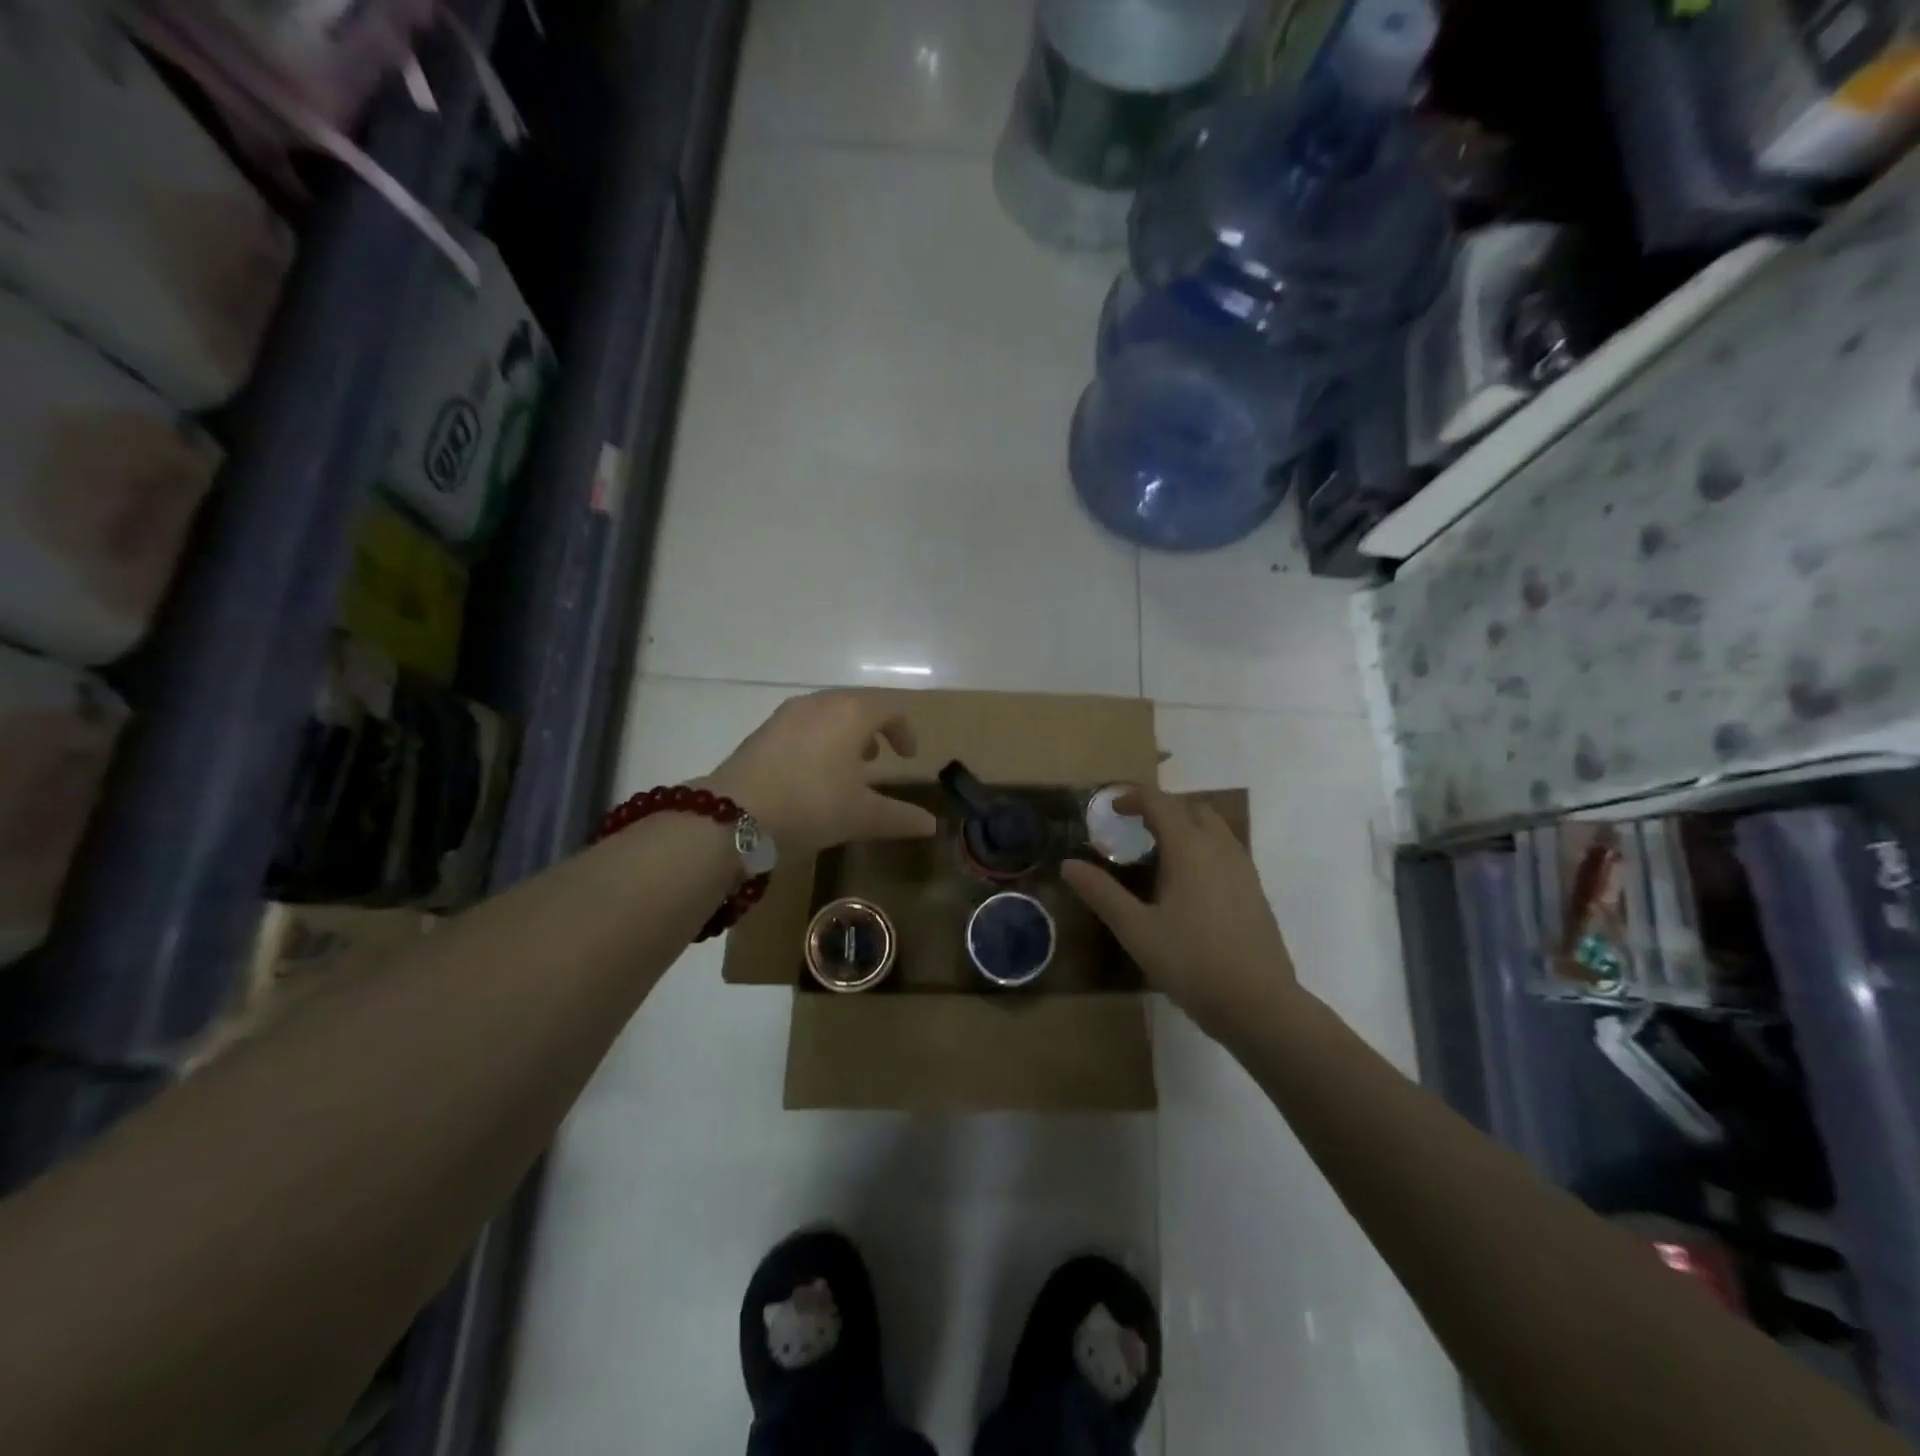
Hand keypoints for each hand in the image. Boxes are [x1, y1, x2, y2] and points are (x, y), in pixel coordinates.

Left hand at [701, 691, 936, 856]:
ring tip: (848, 765)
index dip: (904, 730)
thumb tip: (932, 825)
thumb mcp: (862, 815)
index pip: (890, 707)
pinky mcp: (764, 729)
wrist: (734, 814)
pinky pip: (804, 723)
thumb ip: (901, 817)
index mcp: (852, 713)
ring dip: (846, 732)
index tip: (909, 757)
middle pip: (858, 704)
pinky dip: (820, 738)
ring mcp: (788, 713)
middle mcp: (821, 703)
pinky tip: (812, 772)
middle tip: (881, 758)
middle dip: (875, 728)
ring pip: (828, 712)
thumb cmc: (811, 805)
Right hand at [1061, 786, 1300, 1039]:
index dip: (1132, 797)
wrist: (1258, 1004)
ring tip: (1159, 852)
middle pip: (1190, 807)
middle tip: (1134, 828)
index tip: (1110, 808)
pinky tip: (1188, 881)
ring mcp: (1243, 867)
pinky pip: (1226, 848)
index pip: (1159, 802)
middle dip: (1161, 808)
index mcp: (1189, 848)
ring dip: (1185, 825)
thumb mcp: (1136, 930)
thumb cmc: (1192, 962)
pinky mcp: (1255, 889)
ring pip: (1213, 826)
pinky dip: (1202, 846)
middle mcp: (1219, 847)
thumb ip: (1101, 893)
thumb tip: (1068, 865)